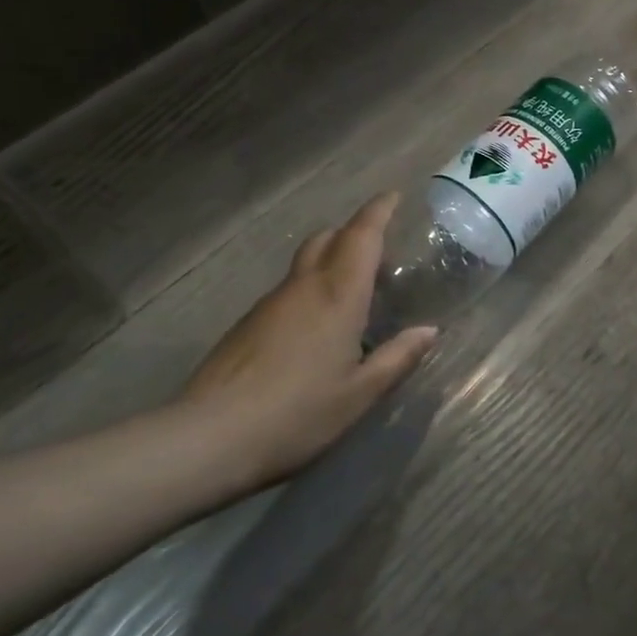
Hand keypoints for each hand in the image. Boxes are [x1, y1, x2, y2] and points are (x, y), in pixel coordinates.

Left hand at [174, 193, 435, 487]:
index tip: (393, 196)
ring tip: (355, 293)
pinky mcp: (248, 324)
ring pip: (305, 263)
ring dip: (332, 260)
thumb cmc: (297, 415)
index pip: (362, 236)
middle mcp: (303, 288)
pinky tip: (318, 328)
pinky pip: (289, 289)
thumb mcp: (360, 394)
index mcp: (338, 297)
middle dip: (354, 232)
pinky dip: (311, 288)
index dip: (379, 211)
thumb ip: (397, 358)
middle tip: (380, 252)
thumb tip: (428, 331)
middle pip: (328, 238)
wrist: (208, 438)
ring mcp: (270, 304)